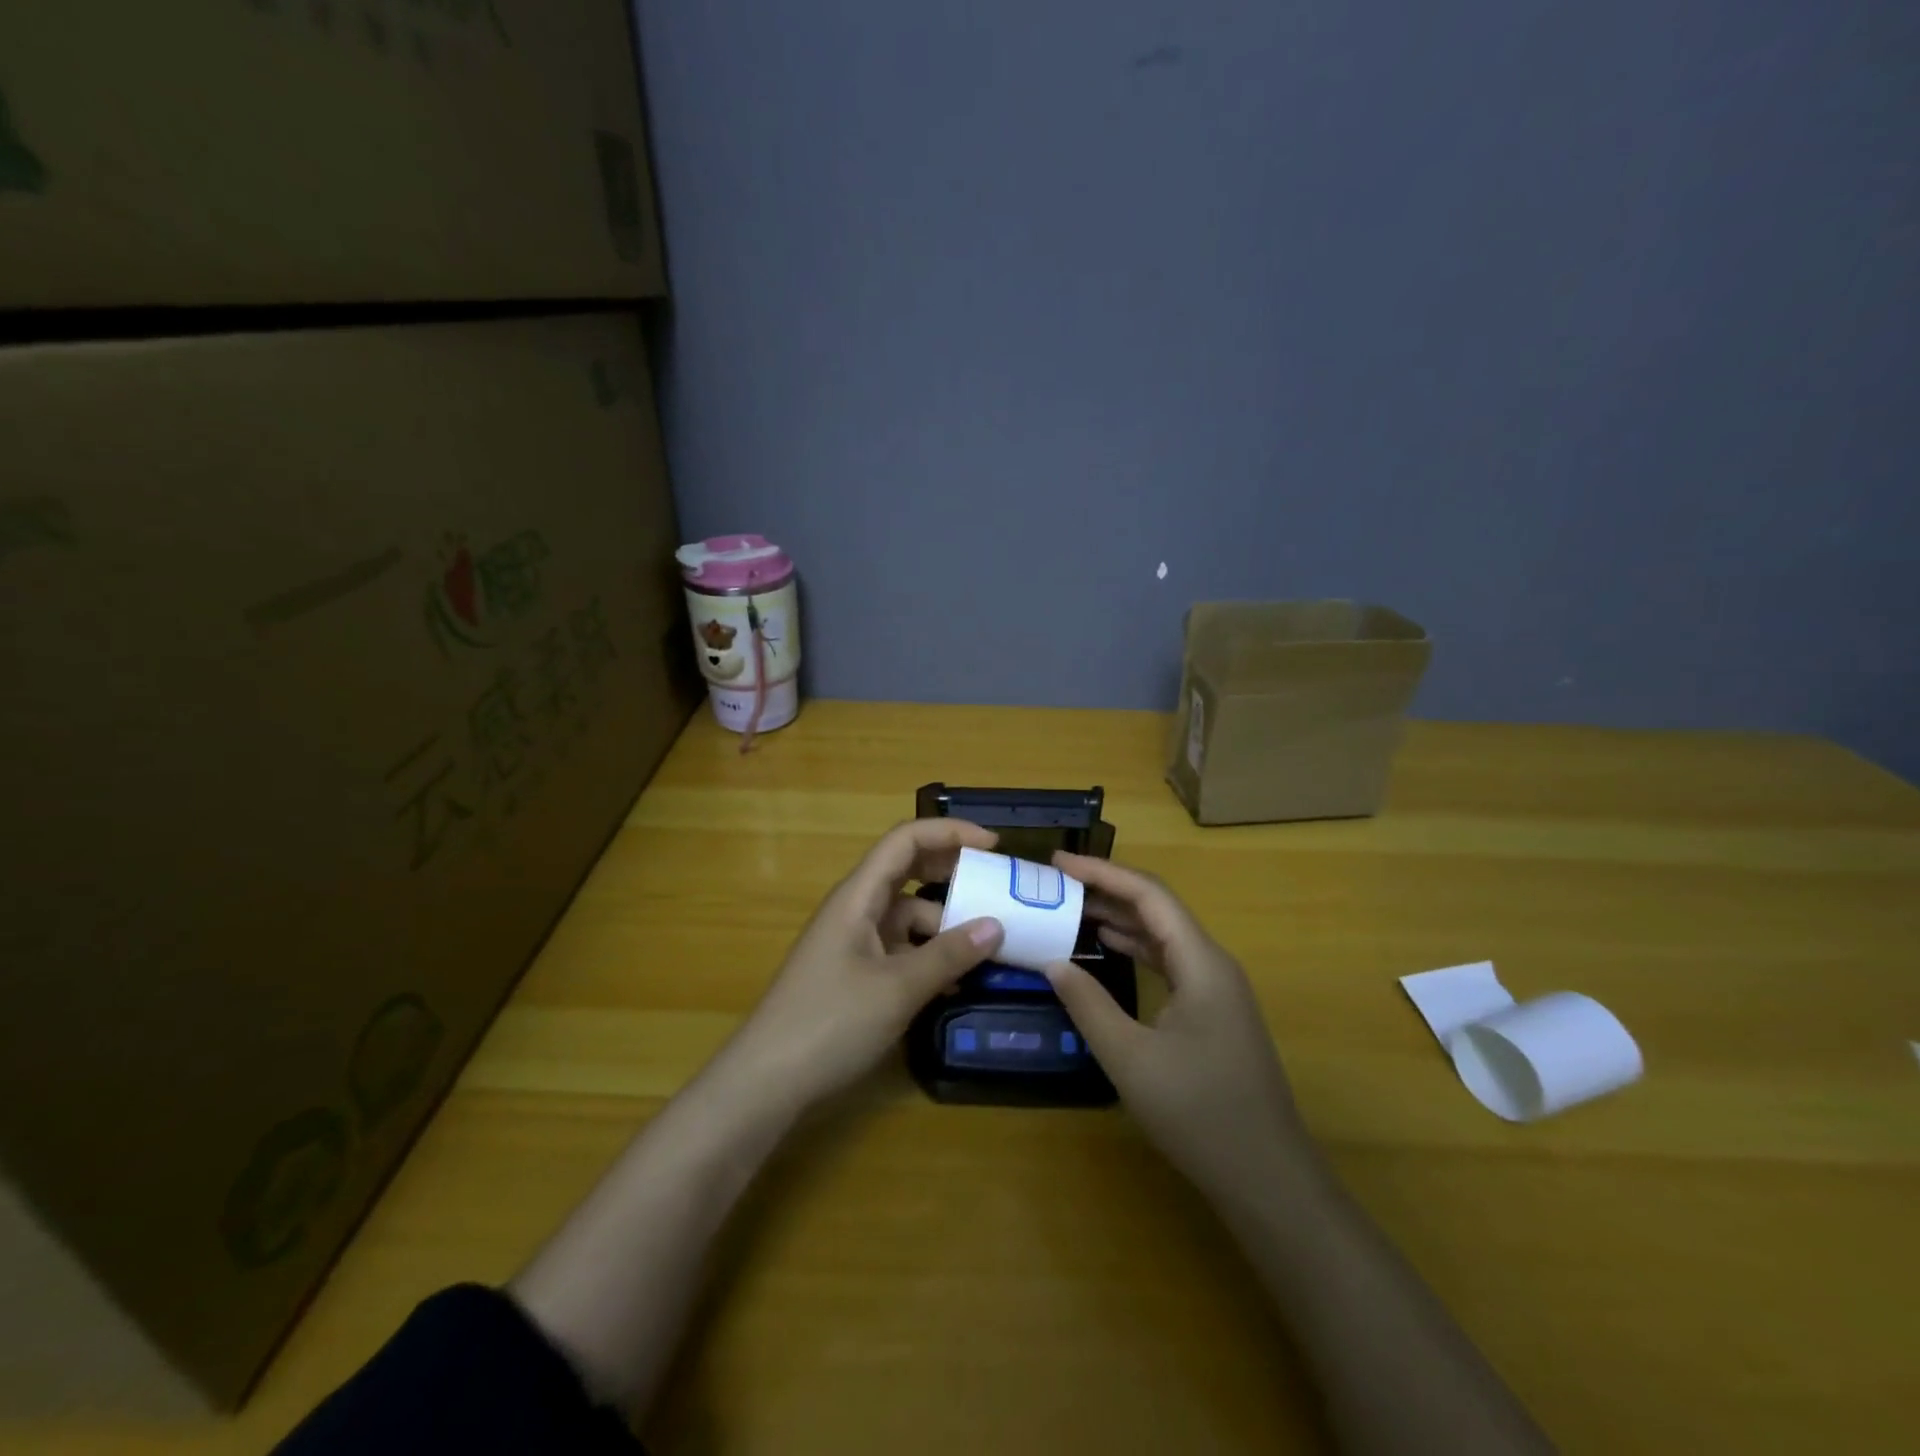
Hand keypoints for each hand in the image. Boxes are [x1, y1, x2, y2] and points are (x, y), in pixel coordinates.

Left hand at [724, 819, 1005, 1106]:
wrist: (766, 1082)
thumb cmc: (829, 1023)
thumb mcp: (897, 989)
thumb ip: (948, 955)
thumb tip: (996, 925)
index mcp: (858, 896)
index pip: (905, 840)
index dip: (950, 833)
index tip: (994, 846)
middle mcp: (856, 909)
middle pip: (909, 871)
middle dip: (953, 873)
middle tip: (998, 887)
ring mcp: (855, 942)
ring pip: (909, 915)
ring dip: (946, 923)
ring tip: (991, 945)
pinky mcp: (857, 974)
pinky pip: (902, 949)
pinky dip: (931, 955)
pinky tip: (959, 981)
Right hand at [1044, 853, 1311, 1206]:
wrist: (1269, 1179)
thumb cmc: (1200, 1114)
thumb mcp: (1130, 1059)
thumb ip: (1088, 1004)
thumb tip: (1053, 961)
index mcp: (1201, 962)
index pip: (1148, 895)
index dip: (1102, 872)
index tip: (1058, 861)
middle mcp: (1213, 964)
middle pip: (1157, 908)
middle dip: (1107, 889)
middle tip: (1057, 883)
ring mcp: (1217, 989)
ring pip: (1164, 935)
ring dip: (1121, 917)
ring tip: (1072, 906)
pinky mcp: (1214, 1012)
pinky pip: (1170, 962)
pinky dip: (1136, 948)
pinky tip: (1109, 949)